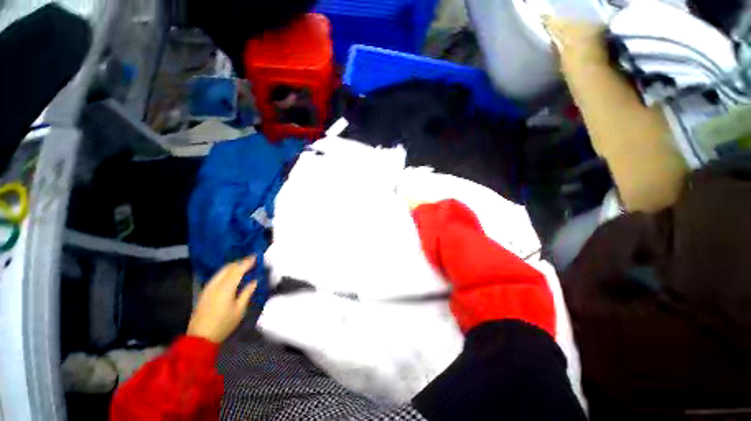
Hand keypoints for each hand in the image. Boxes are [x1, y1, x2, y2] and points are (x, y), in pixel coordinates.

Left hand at [187, 257, 256, 343]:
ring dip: (232, 266)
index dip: (247, 262)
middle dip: (240, 262)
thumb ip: (247, 293)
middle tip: (251, 261)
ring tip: (242, 266)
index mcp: (226, 288)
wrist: (200, 338)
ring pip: (221, 271)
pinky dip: (226, 272)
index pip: (238, 270)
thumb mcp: (240, 310)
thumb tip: (254, 281)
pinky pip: (217, 276)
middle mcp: (216, 285)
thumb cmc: (224, 324)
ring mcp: (208, 288)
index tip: (256, 256)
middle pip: (228, 268)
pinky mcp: (204, 292)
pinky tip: (231, 276)